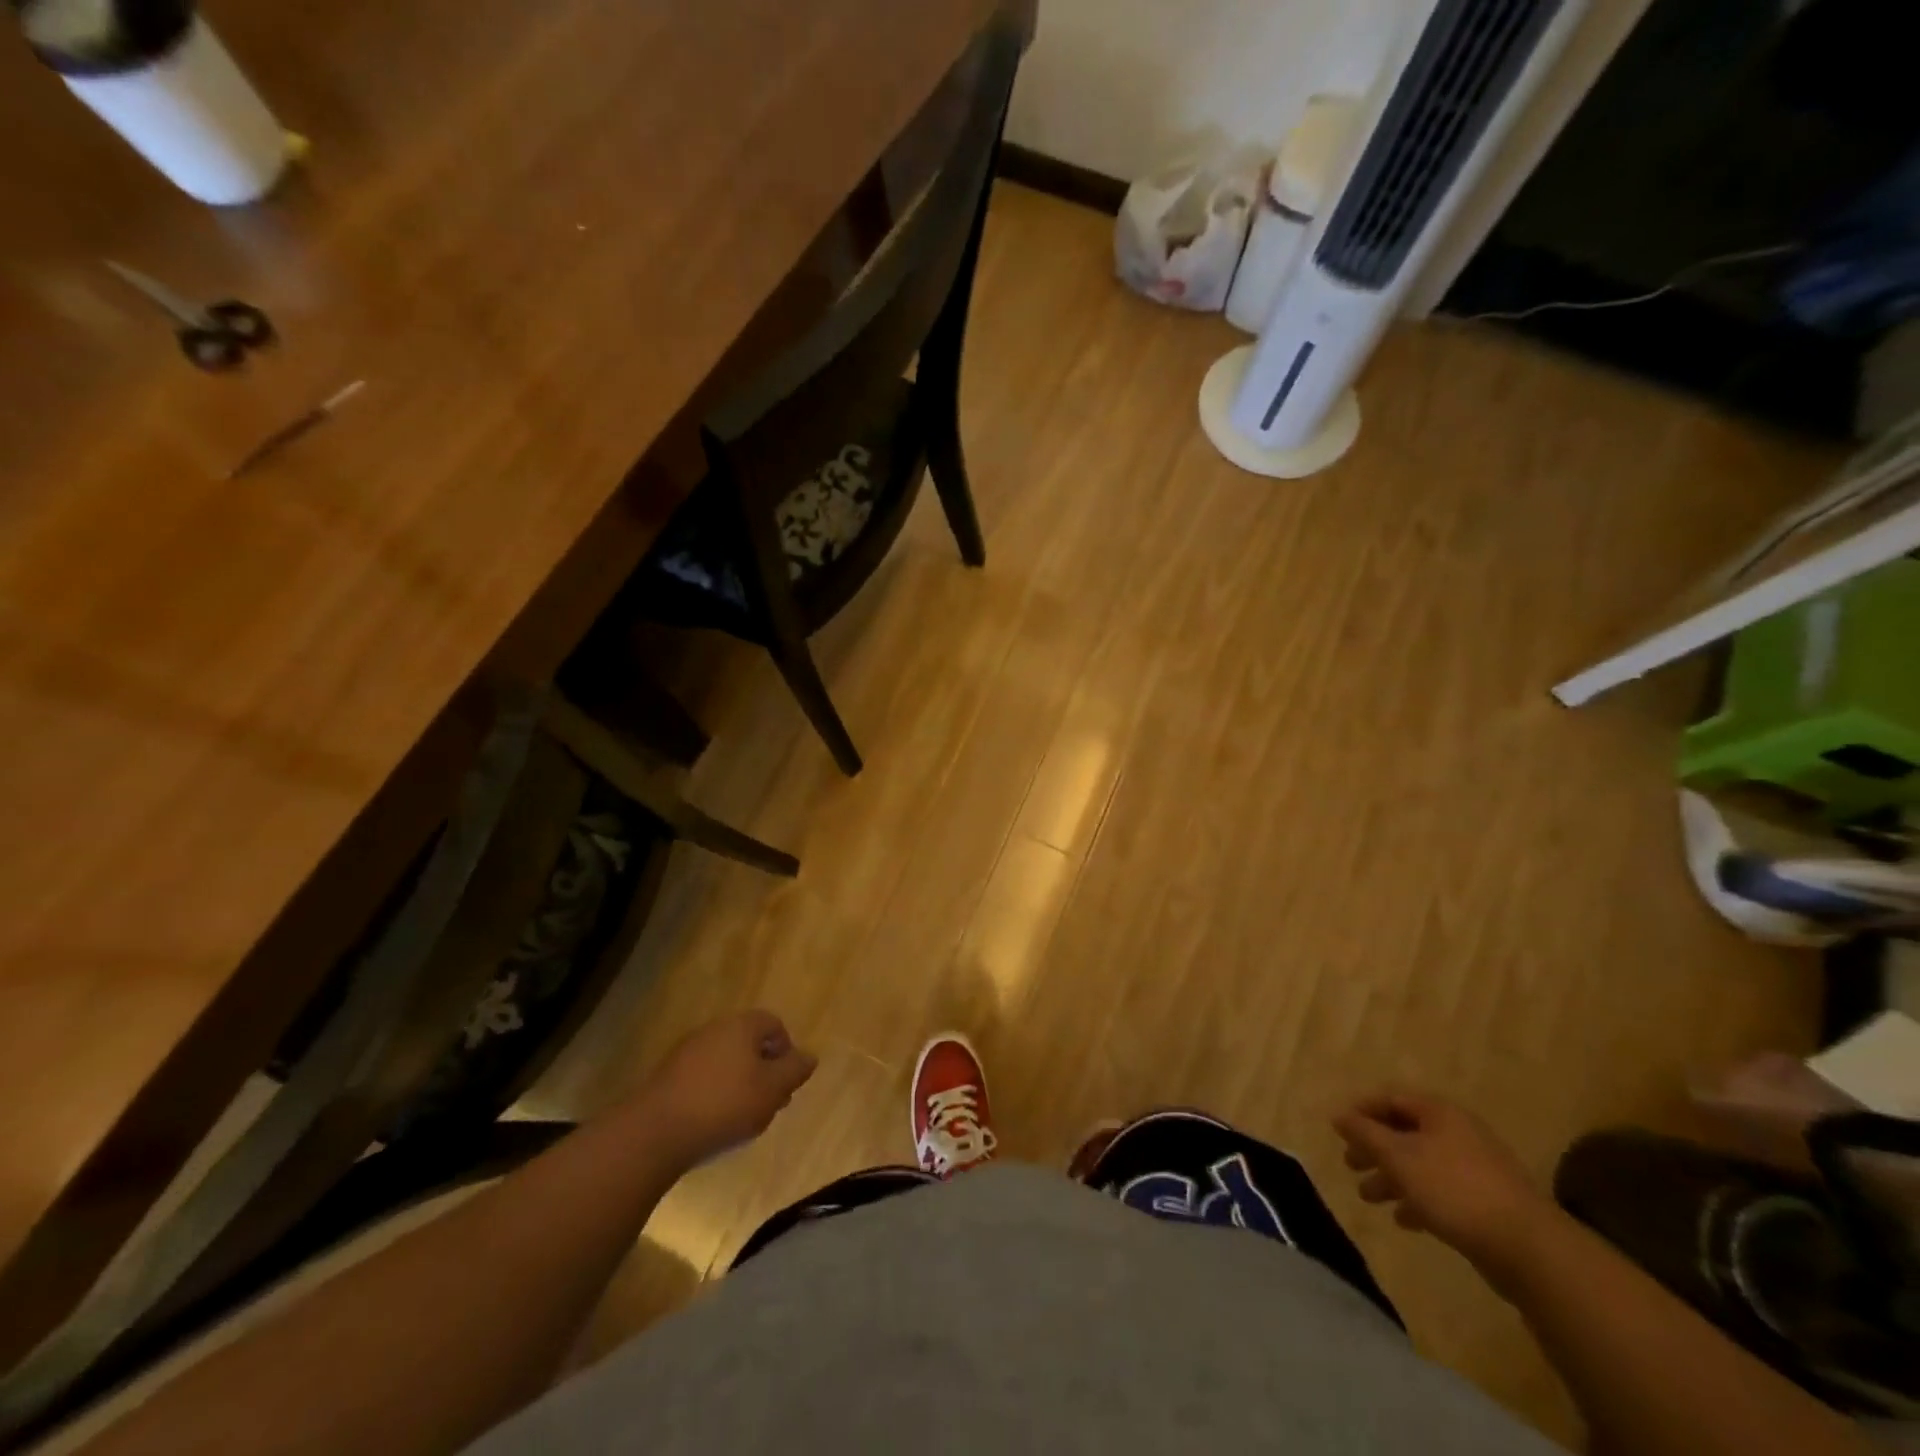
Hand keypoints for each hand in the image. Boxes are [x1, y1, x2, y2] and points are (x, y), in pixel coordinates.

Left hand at [638, 1010, 816, 1164]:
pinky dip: (714, 1094)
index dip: (786, 1051)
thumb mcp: (772, 1089)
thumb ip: (794, 1070)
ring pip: (726, 1062)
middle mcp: (714, 1029)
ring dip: (739, 1084)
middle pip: (749, 1043)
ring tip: (742, 1118)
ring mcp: (687, 1051)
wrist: (655, 1131)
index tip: (786, 1082)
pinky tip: (713, 1122)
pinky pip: (703, 1078)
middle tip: (769, 1103)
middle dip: (763, 1071)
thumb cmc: (724, 1104)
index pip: (774, 1024)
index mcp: (741, 1025)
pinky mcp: (668, 1076)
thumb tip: (809, 1056)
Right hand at [1333, 1091, 1555, 1277]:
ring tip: (1368, 1197)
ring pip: (1421, 1163)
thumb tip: (1339, 1115)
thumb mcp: (1398, 1157)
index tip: (1338, 1130)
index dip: (1361, 1110)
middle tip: (1350, 1164)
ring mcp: (1475, 1168)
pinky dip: (1418, 1199)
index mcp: (1439, 1112)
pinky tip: (1404, 1219)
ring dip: (1391, 1177)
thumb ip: (1364, 1134)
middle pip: (1404, 1131)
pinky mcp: (1486, 1201)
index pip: (1391, 1098)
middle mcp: (1457, 1132)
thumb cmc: (1453, 1189)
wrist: (1528, 1248)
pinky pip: (1441, 1191)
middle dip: (1374, 1148)